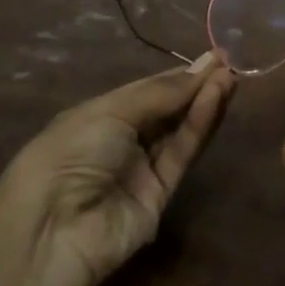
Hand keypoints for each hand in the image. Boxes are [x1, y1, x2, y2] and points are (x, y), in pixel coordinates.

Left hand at [0, 53, 235, 285]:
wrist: (54, 228)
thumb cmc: (72, 151)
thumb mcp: (112, 111)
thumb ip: (161, 93)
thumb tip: (202, 68)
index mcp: (100, 115)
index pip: (147, 90)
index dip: (177, 74)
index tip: (211, 57)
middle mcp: (122, 140)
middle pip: (167, 109)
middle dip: (195, 86)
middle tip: (227, 63)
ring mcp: (141, 169)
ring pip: (178, 131)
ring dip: (203, 103)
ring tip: (230, 77)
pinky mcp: (160, 195)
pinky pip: (181, 154)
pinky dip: (199, 126)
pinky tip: (215, 99)